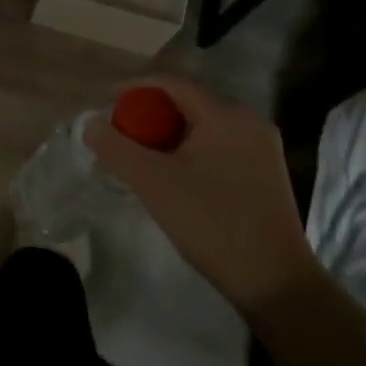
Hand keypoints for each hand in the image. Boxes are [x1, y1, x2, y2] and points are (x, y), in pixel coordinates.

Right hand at [84, 75, 316, 315]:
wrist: (275, 282)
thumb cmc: (212, 223)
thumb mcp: (153, 182)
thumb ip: (116, 147)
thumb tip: (91, 124)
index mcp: (226, 114)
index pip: (172, 83)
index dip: (134, 89)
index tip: (106, 107)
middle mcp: (249, 121)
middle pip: (187, 103)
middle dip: (149, 115)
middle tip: (120, 136)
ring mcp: (261, 148)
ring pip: (202, 126)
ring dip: (168, 135)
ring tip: (141, 158)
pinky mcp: (264, 172)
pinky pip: (218, 146)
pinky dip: (190, 151)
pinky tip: (173, 176)